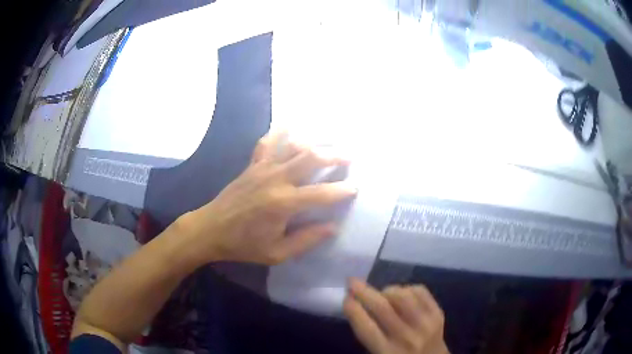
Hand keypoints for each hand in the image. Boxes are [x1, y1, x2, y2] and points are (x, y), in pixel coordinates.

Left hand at [179, 132, 356, 264]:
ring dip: (314, 141)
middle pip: (311, 158)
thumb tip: (332, 227)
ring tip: (329, 140)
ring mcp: (263, 168)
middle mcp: (276, 179)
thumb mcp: (277, 253)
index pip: (321, 193)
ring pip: (293, 145)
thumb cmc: (243, 245)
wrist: (210, 229)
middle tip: (350, 156)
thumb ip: (306, 240)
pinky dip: (279, 132)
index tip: (356, 187)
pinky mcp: (252, 165)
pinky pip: (267, 142)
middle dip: (334, 155)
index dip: (342, 190)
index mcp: (283, 204)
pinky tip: (290, 125)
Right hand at [344, 279, 448, 353]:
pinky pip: (420, 291)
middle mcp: (407, 338)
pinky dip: (407, 288)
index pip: (366, 328)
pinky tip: (401, 294)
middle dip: (364, 292)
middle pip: (383, 308)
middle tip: (352, 282)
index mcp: (387, 352)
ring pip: (403, 296)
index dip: (353, 310)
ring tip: (382, 294)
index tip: (346, 298)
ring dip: (387, 290)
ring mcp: (426, 324)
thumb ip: (369, 336)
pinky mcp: (438, 313)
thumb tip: (358, 307)